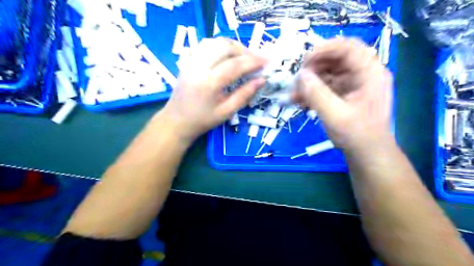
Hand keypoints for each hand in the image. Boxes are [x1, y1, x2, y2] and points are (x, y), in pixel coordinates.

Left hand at [159, 38, 267, 143]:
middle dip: (245, 51)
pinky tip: (228, 55)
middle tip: (257, 60)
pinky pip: (206, 45)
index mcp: (209, 83)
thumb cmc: (203, 120)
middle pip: (225, 47)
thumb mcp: (226, 112)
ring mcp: (191, 61)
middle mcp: (199, 67)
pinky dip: (221, 46)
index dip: (254, 61)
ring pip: (215, 42)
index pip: (235, 65)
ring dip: (233, 46)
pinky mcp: (188, 61)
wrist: (177, 121)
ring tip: (244, 57)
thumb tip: (262, 80)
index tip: (267, 61)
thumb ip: (245, 94)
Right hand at [295, 38, 392, 151]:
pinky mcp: (345, 93)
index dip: (325, 49)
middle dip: (314, 67)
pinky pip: (327, 85)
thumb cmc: (356, 135)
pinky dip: (313, 91)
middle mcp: (363, 74)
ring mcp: (354, 84)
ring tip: (295, 94)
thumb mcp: (335, 115)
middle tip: (298, 79)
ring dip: (310, 81)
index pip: (349, 48)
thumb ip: (316, 94)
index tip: (304, 61)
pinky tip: (300, 101)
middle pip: (336, 59)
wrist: (367, 154)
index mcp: (370, 74)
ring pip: (329, 72)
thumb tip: (300, 75)